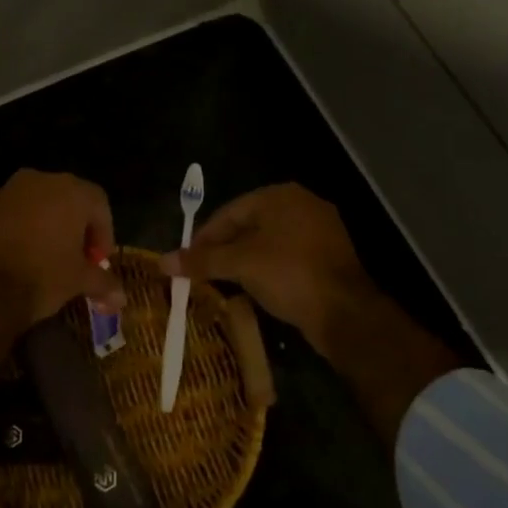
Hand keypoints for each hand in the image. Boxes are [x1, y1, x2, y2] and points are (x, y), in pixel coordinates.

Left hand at [0, 170, 123, 329]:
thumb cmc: (41, 275)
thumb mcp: (78, 281)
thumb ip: (103, 284)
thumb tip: (121, 299)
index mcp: (71, 191)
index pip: (100, 204)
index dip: (104, 234)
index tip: (98, 261)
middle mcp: (40, 180)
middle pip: (68, 200)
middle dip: (76, 229)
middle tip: (76, 260)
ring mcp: (7, 191)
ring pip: (37, 206)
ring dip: (46, 228)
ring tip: (46, 261)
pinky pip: (11, 215)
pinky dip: (20, 231)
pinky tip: (18, 259)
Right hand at [159, 184, 374, 357]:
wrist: (344, 312)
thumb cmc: (288, 274)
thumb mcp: (239, 265)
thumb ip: (201, 261)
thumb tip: (162, 261)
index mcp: (280, 196)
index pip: (229, 211)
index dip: (204, 236)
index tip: (186, 260)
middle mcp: (302, 205)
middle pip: (248, 225)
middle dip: (223, 249)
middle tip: (201, 272)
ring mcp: (319, 231)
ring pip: (268, 242)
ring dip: (244, 261)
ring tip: (222, 282)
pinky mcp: (328, 257)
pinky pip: (287, 257)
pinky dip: (267, 269)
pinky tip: (254, 288)